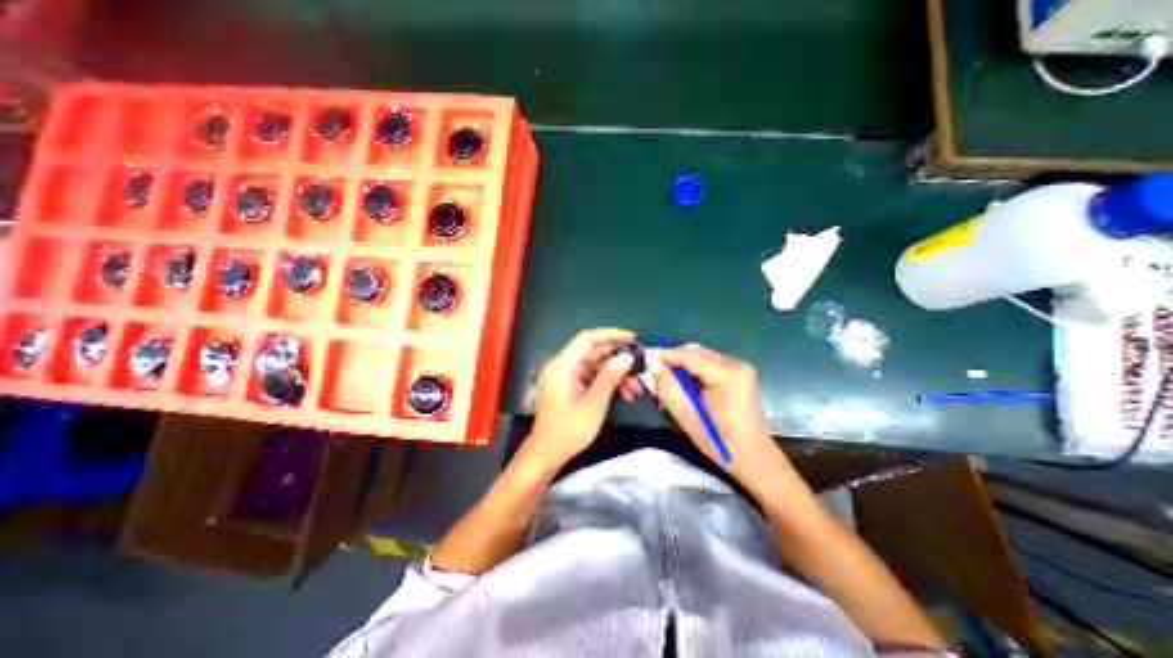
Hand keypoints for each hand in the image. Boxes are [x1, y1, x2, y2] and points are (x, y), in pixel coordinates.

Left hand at [529, 327, 639, 467]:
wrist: (546, 455)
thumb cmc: (567, 432)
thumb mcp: (593, 405)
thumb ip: (609, 378)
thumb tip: (626, 357)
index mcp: (562, 366)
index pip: (587, 338)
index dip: (610, 335)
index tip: (632, 339)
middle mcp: (562, 366)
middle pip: (593, 352)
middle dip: (617, 359)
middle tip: (640, 366)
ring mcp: (566, 377)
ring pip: (595, 366)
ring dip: (616, 374)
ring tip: (636, 387)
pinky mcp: (570, 386)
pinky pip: (592, 377)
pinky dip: (607, 382)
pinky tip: (625, 394)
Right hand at [656, 345, 791, 482]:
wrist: (755, 460)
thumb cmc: (722, 443)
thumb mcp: (689, 418)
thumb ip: (668, 389)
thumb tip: (653, 365)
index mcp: (728, 374)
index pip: (688, 354)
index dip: (664, 355)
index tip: (643, 360)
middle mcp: (735, 364)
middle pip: (694, 352)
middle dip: (671, 361)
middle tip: (652, 374)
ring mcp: (738, 368)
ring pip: (699, 357)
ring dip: (680, 367)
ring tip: (665, 383)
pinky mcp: (737, 375)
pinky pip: (707, 366)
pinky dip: (691, 373)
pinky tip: (682, 387)